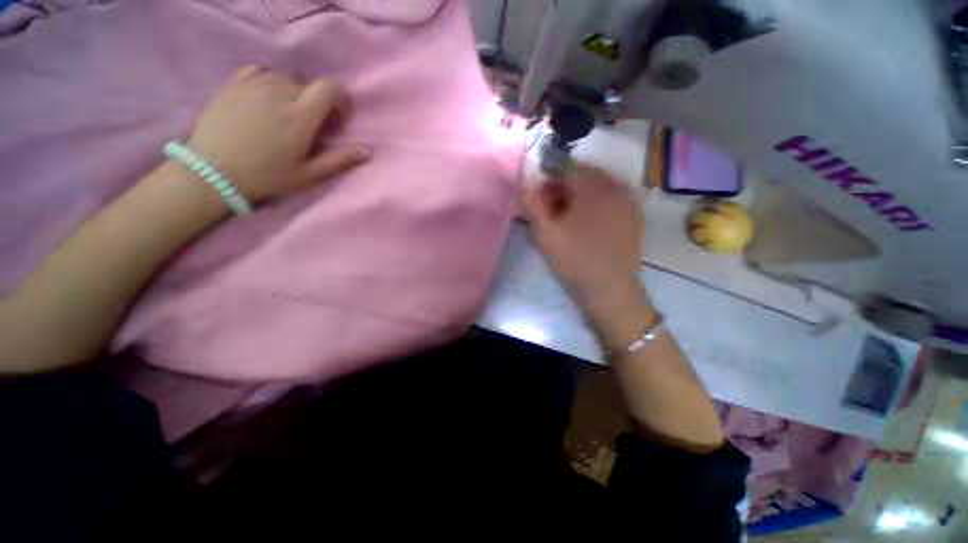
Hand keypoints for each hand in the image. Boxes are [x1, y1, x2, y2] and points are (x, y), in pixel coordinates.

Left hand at [187, 65, 370, 201]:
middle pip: (306, 83)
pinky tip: (260, 99)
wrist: (213, 171)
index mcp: (300, 116)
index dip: (335, 100)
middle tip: (304, 123)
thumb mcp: (309, 175)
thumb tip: (368, 151)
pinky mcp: (231, 84)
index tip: (331, 118)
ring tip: (280, 112)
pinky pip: (256, 71)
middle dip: (311, 100)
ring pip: (282, 77)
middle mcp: (278, 92)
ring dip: (289, 92)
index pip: (328, 88)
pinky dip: (264, 82)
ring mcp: (252, 85)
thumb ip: (340, 160)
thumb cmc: (267, 177)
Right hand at [521, 165, 654, 345]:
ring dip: (578, 197)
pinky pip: (610, 201)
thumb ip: (531, 204)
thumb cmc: (575, 259)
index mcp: (593, 187)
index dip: (549, 178)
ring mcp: (628, 202)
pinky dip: (594, 205)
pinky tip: (586, 225)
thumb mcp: (545, 232)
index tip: (539, 195)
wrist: (611, 290)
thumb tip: (523, 185)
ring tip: (567, 218)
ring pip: (598, 188)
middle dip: (563, 188)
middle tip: (550, 208)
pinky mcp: (633, 218)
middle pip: (584, 176)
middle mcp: (615, 187)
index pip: (567, 167)